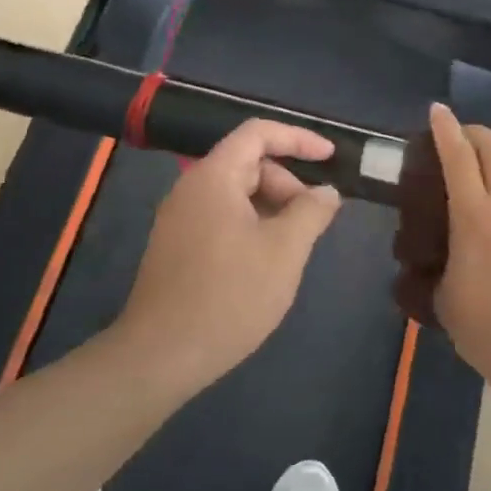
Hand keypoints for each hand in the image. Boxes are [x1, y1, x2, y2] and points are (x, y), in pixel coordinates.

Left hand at [110, 120, 342, 400]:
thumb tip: (326, 192)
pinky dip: (252, 227)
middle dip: (288, 184)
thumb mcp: (285, 250)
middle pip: (249, 165)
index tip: (331, 157)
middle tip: (314, 221)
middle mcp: (191, 189)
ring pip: (237, 195)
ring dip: (273, 209)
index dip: (298, 139)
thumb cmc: (229, 295)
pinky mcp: (177, 248)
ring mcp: (180, 220)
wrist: (159, 358)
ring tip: (295, 246)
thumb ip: (311, 212)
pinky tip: (267, 262)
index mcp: (214, 177)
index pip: (258, 133)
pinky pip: (222, 219)